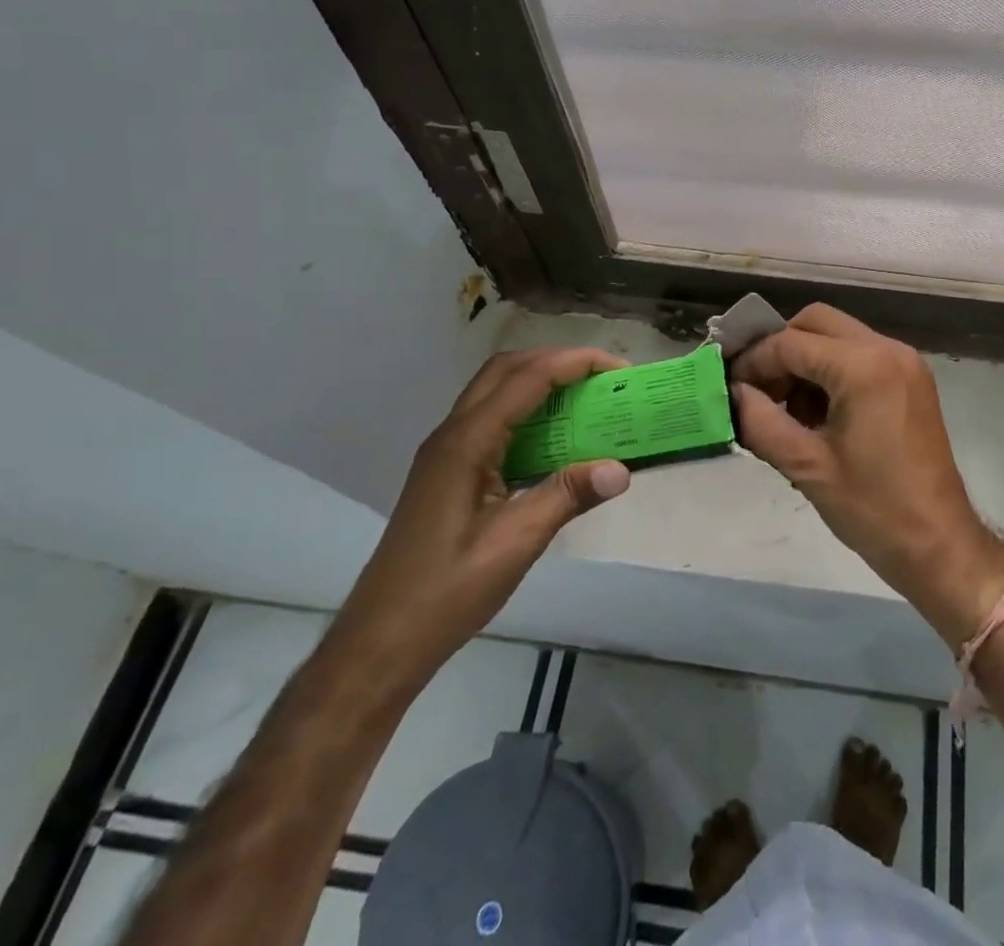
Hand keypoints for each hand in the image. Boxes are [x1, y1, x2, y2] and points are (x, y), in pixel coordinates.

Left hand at [329, 347, 631, 693]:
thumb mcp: (515, 543)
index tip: (618, 369)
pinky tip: (553, 439)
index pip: (526, 378)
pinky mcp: (447, 471)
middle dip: (557, 361)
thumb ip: (567, 497)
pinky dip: (527, 410)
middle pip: (506, 370)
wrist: (381, 641)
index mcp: (466, 443)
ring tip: (585, 398)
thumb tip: (622, 469)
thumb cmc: (447, 591)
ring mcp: (446, 452)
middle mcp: (452, 434)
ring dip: (540, 382)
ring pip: (495, 392)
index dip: (574, 363)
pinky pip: (491, 419)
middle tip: (603, 377)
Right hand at [731, 305, 1003, 646]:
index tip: (730, 388)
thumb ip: (760, 421)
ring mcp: (904, 361)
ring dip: (805, 361)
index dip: (754, 362)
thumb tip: (733, 393)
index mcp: (864, 366)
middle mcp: (887, 349)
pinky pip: (859, 354)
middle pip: (816, 322)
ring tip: (787, 411)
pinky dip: (831, 371)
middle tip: (757, 391)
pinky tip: (818, 414)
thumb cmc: (873, 510)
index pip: (791, 343)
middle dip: (780, 350)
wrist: (940, 545)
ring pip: (838, 336)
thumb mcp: (807, 467)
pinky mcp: (911, 378)